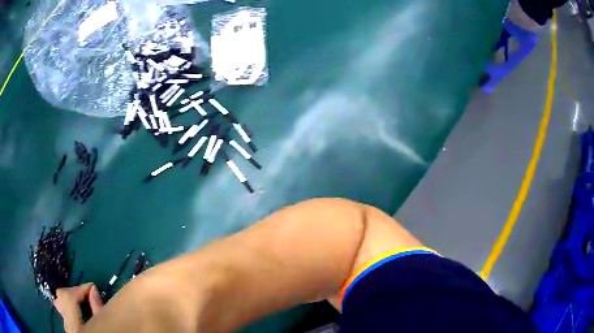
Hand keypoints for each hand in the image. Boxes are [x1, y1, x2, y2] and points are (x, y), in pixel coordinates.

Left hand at [54, 283, 103, 332]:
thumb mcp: (107, 330)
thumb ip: (99, 311)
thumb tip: (93, 290)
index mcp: (76, 328)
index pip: (68, 297)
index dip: (80, 288)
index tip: (93, 287)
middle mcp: (68, 327)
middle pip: (61, 298)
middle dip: (75, 294)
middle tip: (88, 296)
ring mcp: (67, 331)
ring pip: (62, 307)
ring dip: (73, 303)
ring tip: (86, 305)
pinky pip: (67, 316)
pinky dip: (73, 312)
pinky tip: (83, 317)